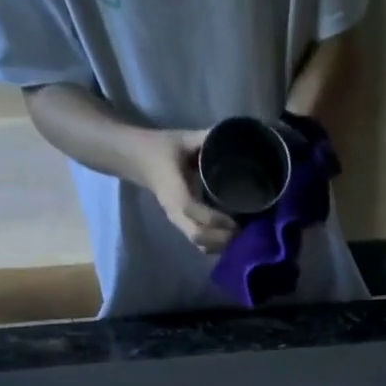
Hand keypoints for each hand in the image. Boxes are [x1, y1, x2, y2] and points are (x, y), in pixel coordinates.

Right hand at [134, 128, 236, 254]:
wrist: (141, 161)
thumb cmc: (163, 149)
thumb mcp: (183, 139)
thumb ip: (205, 140)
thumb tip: (233, 138)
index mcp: (173, 190)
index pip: (193, 210)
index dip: (215, 218)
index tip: (236, 220)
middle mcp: (174, 211)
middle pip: (197, 235)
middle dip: (221, 238)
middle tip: (244, 231)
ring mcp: (177, 221)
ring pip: (198, 243)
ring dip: (220, 245)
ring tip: (240, 238)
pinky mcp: (181, 226)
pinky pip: (198, 244)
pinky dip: (214, 247)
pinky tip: (229, 240)